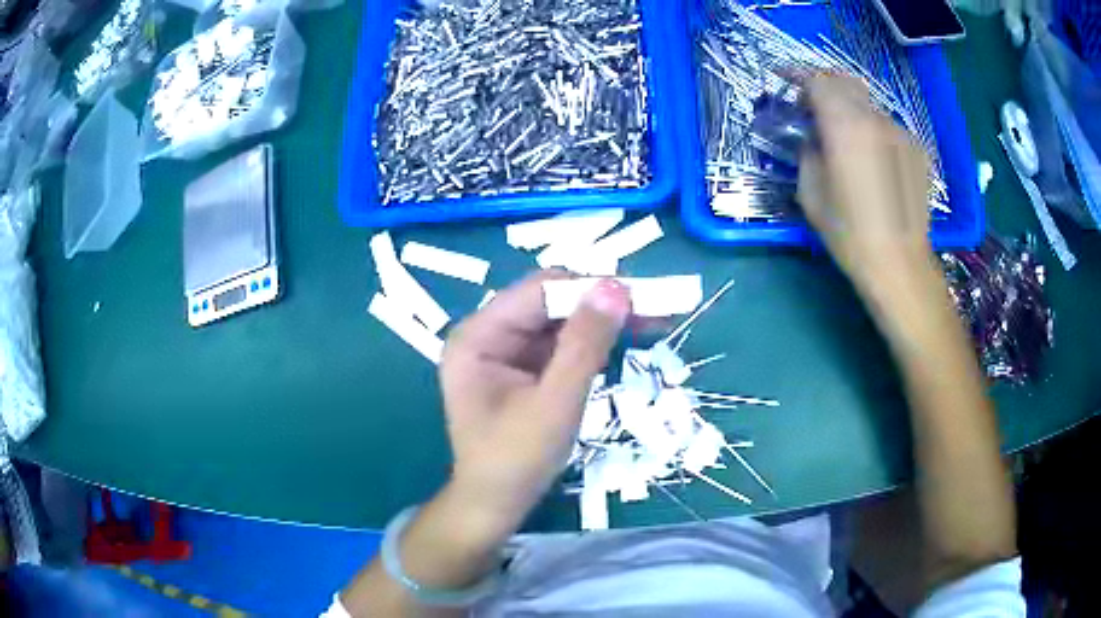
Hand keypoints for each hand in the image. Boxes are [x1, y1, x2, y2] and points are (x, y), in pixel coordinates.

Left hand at [440, 271, 629, 533]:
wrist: (496, 506)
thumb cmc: (516, 462)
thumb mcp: (555, 404)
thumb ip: (584, 345)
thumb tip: (617, 288)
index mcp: (478, 336)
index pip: (539, 291)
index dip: (589, 287)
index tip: (641, 295)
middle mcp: (487, 334)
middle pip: (550, 302)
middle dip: (600, 305)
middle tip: (654, 311)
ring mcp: (504, 351)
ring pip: (560, 321)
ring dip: (603, 322)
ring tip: (653, 323)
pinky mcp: (521, 369)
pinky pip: (560, 344)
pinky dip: (593, 343)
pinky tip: (627, 341)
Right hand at [798, 74, 934, 292]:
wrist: (899, 263)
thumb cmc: (849, 233)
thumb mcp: (810, 192)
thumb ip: (809, 151)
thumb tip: (815, 137)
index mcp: (844, 126)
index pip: (817, 81)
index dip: (797, 75)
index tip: (784, 78)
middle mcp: (874, 120)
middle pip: (845, 82)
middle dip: (824, 84)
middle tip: (811, 103)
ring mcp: (900, 132)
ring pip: (868, 104)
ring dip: (850, 108)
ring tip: (844, 135)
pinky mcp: (916, 149)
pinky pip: (887, 126)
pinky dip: (872, 129)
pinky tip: (872, 158)